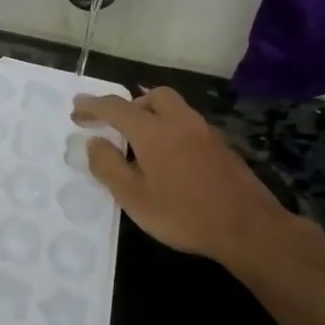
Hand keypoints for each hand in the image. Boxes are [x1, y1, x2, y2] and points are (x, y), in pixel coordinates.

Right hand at [71, 86, 297, 271]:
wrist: (249, 227)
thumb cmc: (185, 214)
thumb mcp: (135, 198)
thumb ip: (109, 167)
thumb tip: (93, 142)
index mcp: (153, 131)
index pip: (116, 108)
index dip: (92, 106)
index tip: (76, 109)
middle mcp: (179, 121)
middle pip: (152, 96)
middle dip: (130, 104)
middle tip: (115, 125)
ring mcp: (205, 132)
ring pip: (174, 108)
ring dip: (152, 115)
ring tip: (140, 142)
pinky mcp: (221, 147)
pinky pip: (188, 125)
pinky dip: (171, 130)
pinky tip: (169, 159)